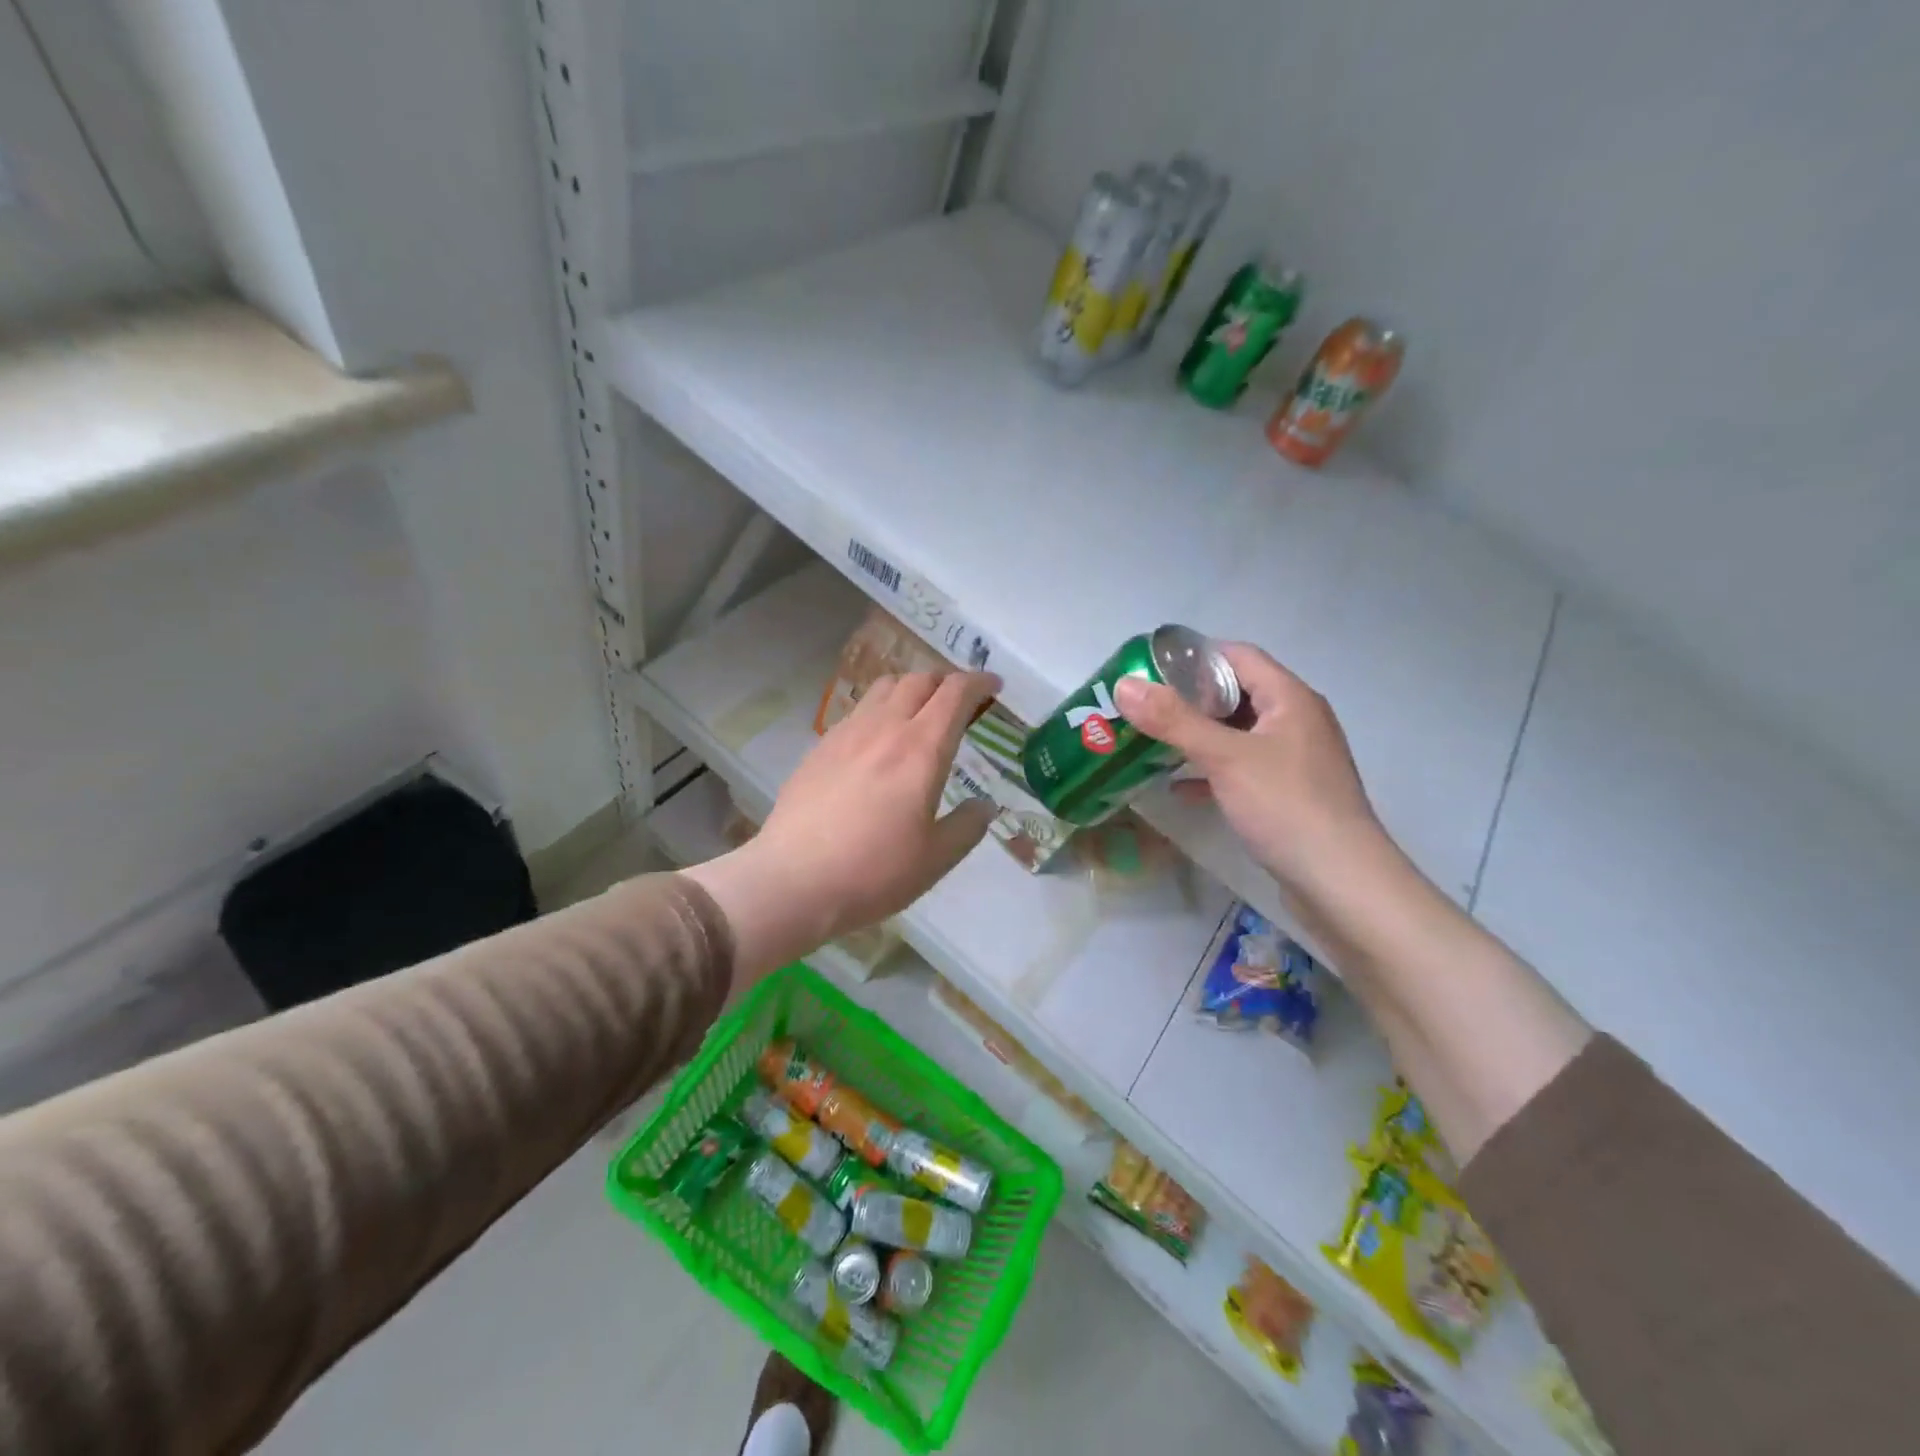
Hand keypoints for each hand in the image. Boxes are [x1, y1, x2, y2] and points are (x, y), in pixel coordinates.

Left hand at [684, 670, 999, 984]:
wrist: (793, 881)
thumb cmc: (874, 872)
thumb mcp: (936, 859)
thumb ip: (967, 826)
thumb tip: (985, 806)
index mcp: (921, 748)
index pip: (955, 693)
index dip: (979, 682)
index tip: (993, 686)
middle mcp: (885, 728)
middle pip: (919, 680)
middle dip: (946, 682)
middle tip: (958, 703)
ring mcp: (846, 734)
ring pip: (884, 688)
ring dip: (910, 689)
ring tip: (918, 714)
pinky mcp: (819, 748)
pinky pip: (857, 711)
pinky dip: (879, 711)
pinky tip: (876, 742)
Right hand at [1114, 643, 1380, 896]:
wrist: (1340, 882)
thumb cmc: (1286, 806)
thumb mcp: (1225, 757)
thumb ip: (1173, 720)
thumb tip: (1125, 685)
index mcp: (1290, 699)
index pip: (1238, 656)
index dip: (1195, 657)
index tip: (1149, 670)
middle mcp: (1296, 721)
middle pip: (1237, 694)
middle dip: (1188, 699)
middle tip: (1142, 707)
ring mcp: (1294, 760)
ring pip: (1237, 734)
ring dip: (1197, 736)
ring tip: (1150, 741)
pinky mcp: (1288, 794)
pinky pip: (1242, 768)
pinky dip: (1210, 771)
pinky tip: (1178, 787)